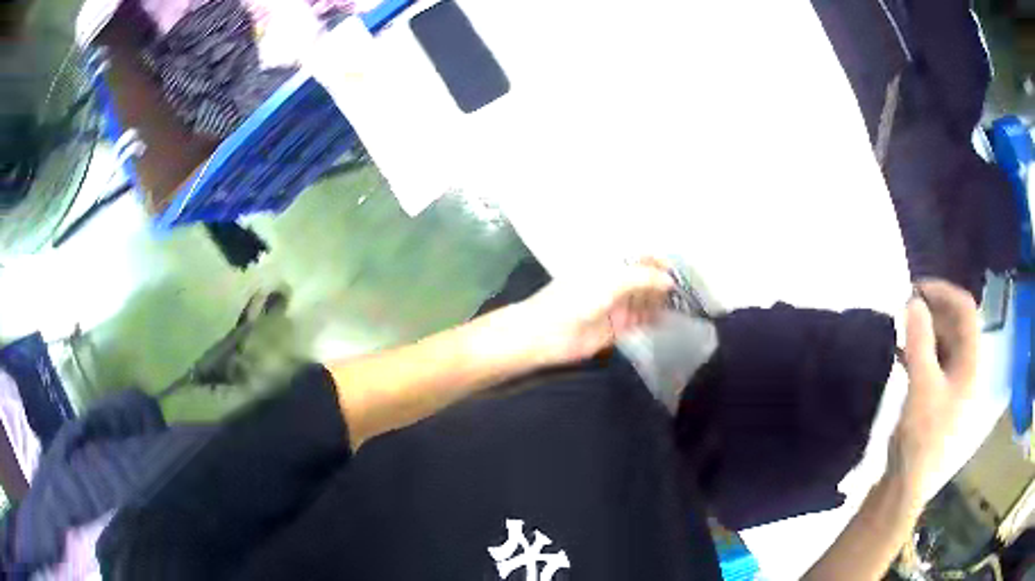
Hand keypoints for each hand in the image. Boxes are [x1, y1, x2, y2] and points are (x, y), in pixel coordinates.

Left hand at [516, 258, 675, 365]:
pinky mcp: (618, 327)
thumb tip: (669, 279)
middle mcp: (614, 281)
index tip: (679, 267)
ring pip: (646, 299)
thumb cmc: (574, 300)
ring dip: (663, 300)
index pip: (638, 256)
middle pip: (645, 278)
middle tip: (689, 287)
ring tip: (686, 302)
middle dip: (664, 281)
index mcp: (608, 263)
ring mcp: (617, 304)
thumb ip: (642, 278)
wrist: (547, 335)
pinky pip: (641, 321)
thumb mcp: (610, 281)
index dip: (658, 259)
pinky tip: (672, 319)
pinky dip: (656, 319)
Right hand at [891, 279, 979, 495]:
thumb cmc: (921, 436)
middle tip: (904, 309)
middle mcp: (967, 370)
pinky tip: (902, 355)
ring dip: (925, 331)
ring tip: (901, 330)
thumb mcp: (921, 386)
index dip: (943, 292)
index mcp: (970, 365)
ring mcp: (954, 386)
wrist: (907, 486)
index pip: (965, 310)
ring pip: (944, 344)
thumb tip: (912, 300)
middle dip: (932, 311)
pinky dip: (920, 352)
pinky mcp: (939, 399)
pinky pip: (935, 363)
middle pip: (956, 325)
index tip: (915, 289)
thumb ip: (919, 341)